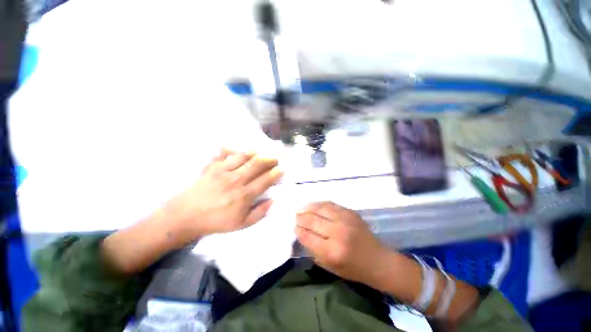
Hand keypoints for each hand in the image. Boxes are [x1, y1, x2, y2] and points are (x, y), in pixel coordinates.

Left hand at [168, 148, 282, 239]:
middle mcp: (236, 180)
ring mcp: (223, 171)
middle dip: (269, 160)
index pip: (265, 180)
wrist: (185, 216)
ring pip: (243, 156)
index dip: (275, 173)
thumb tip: (272, 200)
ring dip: (255, 153)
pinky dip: (232, 150)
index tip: (281, 170)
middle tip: (275, 159)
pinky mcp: (212, 167)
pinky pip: (224, 153)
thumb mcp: (241, 224)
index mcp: (244, 195)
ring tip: (260, 154)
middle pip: (257, 164)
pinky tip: (237, 151)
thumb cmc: (216, 221)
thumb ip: (259, 213)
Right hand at [295, 202, 392, 286]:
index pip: (308, 236)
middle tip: (296, 217)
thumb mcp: (329, 267)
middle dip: (301, 218)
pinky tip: (313, 205)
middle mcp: (338, 233)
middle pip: (312, 220)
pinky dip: (319, 204)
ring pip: (320, 209)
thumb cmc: (353, 269)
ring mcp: (345, 220)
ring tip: (301, 209)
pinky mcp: (350, 212)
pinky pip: (330, 204)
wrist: (378, 260)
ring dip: (308, 208)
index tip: (295, 228)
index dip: (299, 231)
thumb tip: (302, 233)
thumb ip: (314, 250)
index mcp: (332, 251)